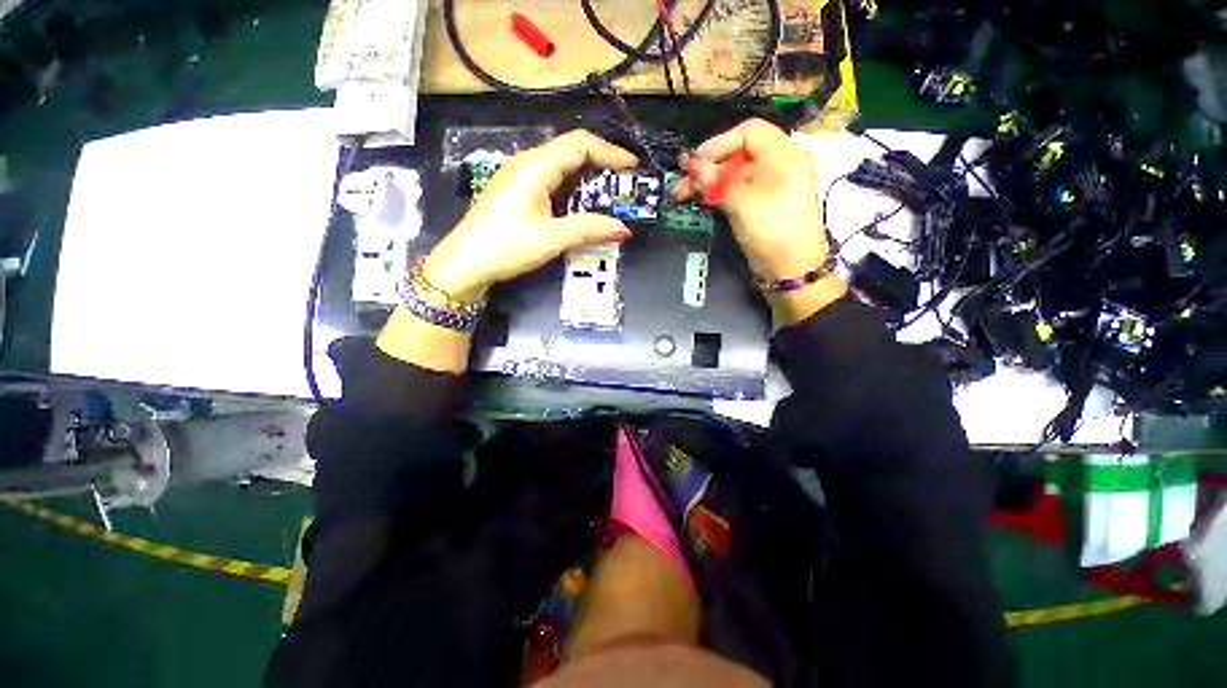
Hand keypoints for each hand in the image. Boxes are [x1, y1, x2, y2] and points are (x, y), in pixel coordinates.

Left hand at [424, 130, 638, 299]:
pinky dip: (572, 185)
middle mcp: (527, 163)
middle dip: (602, 161)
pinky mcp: (516, 191)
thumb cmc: (506, 246)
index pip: (580, 144)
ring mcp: (519, 176)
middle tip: (624, 181)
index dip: (610, 152)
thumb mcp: (551, 238)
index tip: (632, 167)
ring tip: (609, 191)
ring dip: (587, 174)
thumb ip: (588, 229)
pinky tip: (580, 203)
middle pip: (571, 149)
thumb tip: (623, 229)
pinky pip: (551, 178)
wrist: (465, 263)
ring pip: (561, 163)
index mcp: (536, 166)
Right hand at [672, 118, 844, 324]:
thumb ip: (716, 182)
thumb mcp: (743, 203)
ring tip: (680, 194)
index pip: (748, 132)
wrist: (791, 270)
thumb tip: (692, 165)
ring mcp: (768, 188)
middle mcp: (777, 166)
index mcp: (782, 155)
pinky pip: (736, 192)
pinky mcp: (759, 206)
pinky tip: (699, 200)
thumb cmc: (772, 231)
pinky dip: (717, 194)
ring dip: (707, 182)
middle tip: (680, 182)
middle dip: (707, 167)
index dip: (719, 144)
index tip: (695, 162)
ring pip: (733, 176)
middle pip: (737, 155)